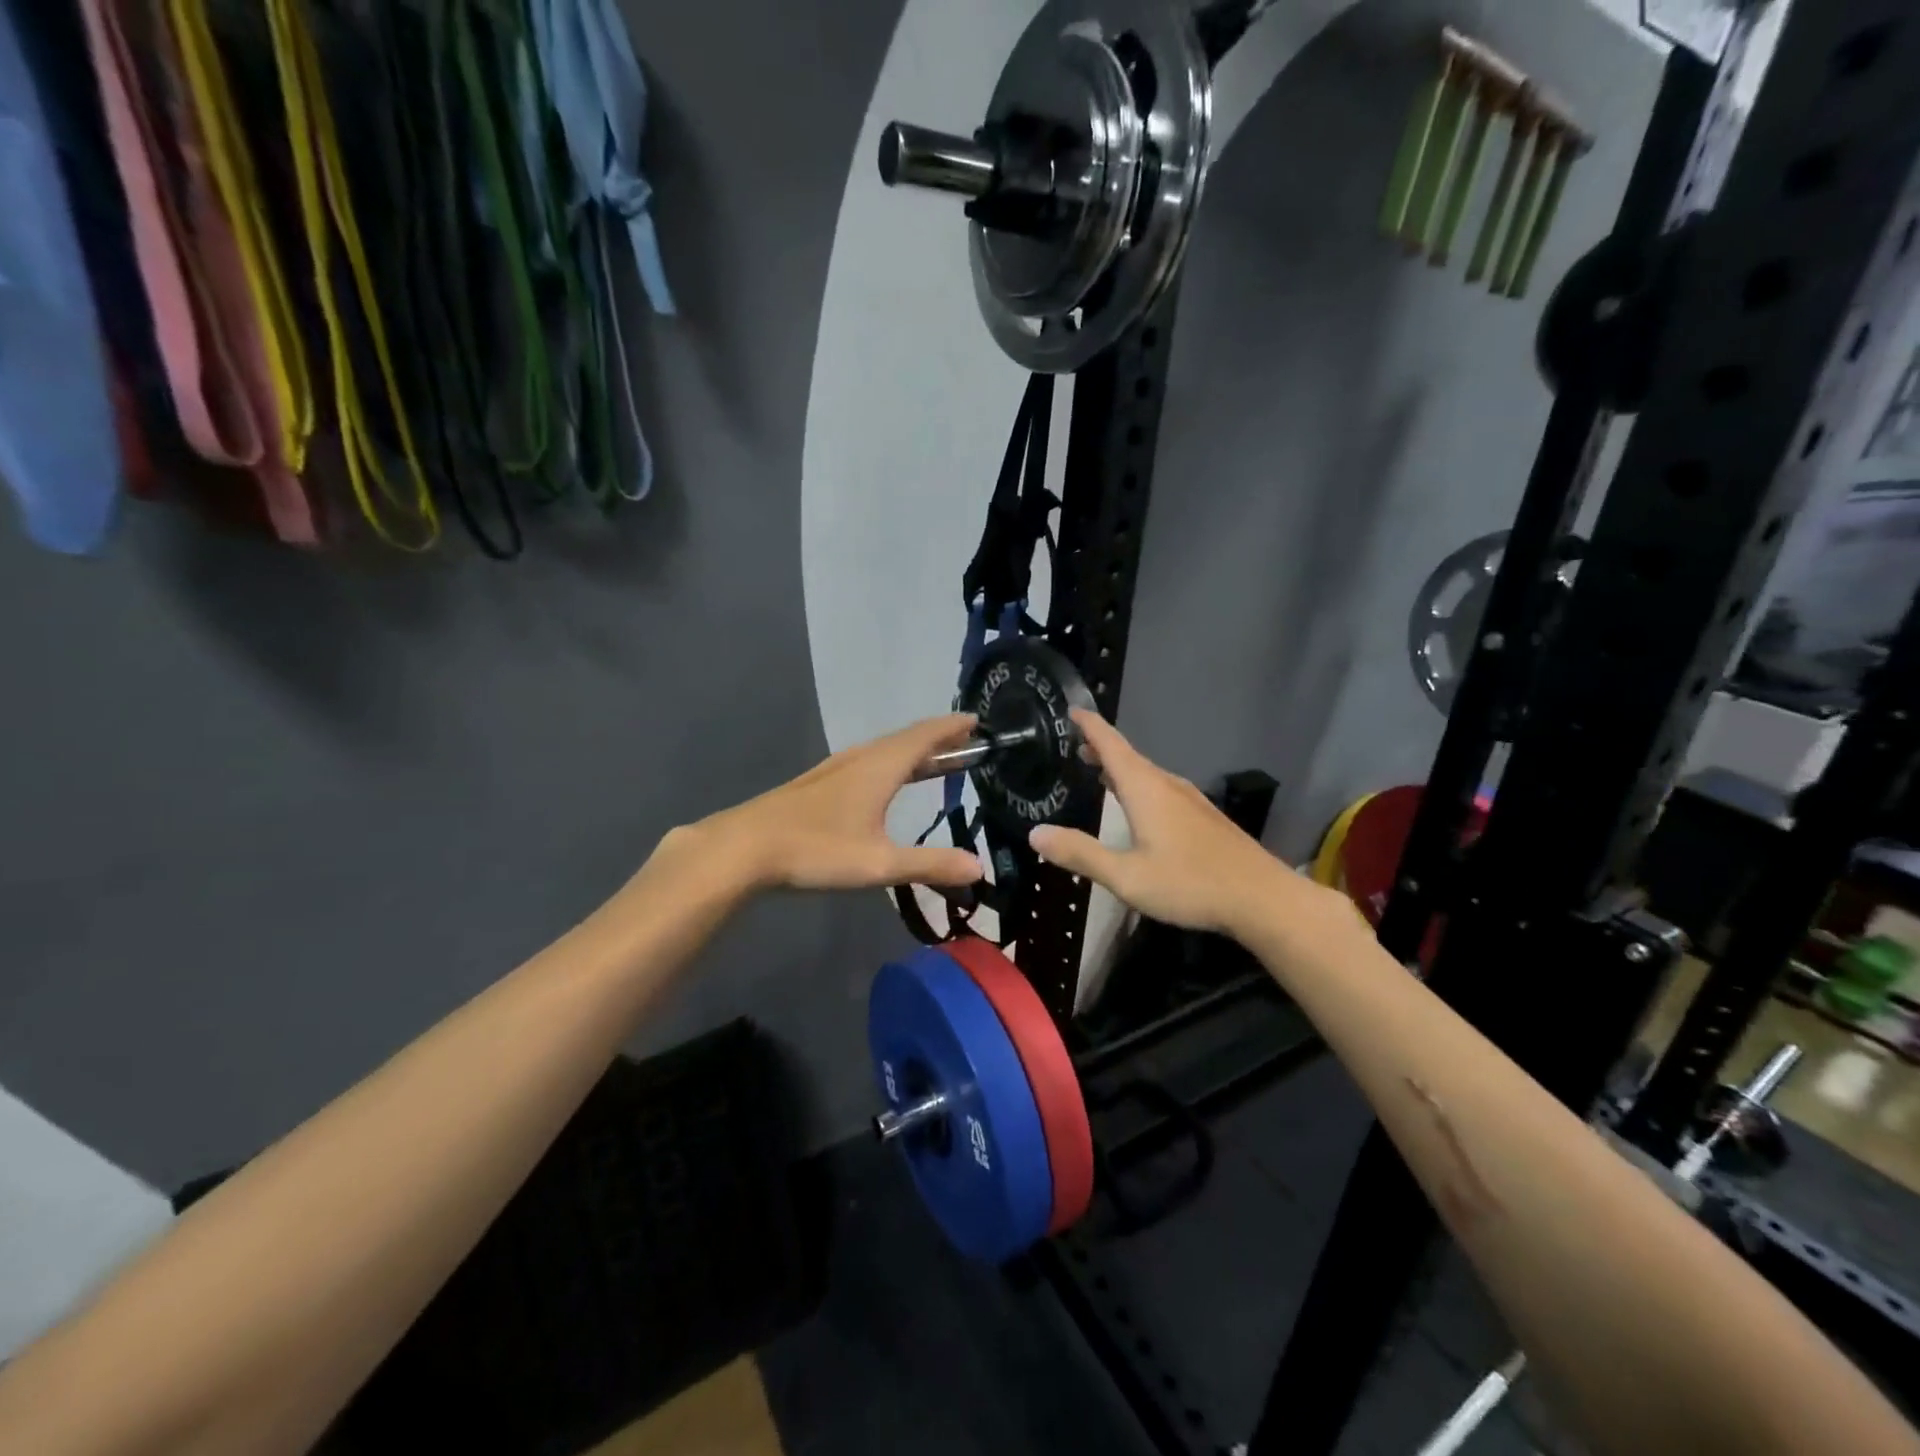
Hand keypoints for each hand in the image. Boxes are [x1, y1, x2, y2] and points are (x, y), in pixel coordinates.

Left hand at [688, 715, 987, 892]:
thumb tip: (979, 868)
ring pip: (882, 750)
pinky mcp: (816, 785)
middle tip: (965, 742)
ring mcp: (834, 770)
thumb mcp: (879, 864)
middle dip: (937, 739)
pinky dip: (889, 763)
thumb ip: (930, 864)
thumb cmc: (816, 850)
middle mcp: (859, 759)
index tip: (976, 721)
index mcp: (879, 767)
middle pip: (905, 740)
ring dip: (912, 751)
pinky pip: (866, 762)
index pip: (924, 736)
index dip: (951, 728)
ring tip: (933, 760)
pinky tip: (883, 782)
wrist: (743, 849)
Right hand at [1029, 710, 1344, 939]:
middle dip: (1100, 748)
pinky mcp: (1203, 817)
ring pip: (1146, 774)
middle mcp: (1167, 785)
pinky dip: (1138, 785)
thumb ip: (1081, 854)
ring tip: (1097, 771)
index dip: (1090, 725)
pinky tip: (1137, 806)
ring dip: (1119, 768)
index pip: (1111, 744)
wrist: (1262, 898)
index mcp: (1145, 789)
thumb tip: (1035, 833)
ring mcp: (1190, 800)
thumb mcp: (1126, 877)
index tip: (1071, 710)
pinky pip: (1161, 789)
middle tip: (1073, 745)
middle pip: (1128, 756)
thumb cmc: (1190, 884)